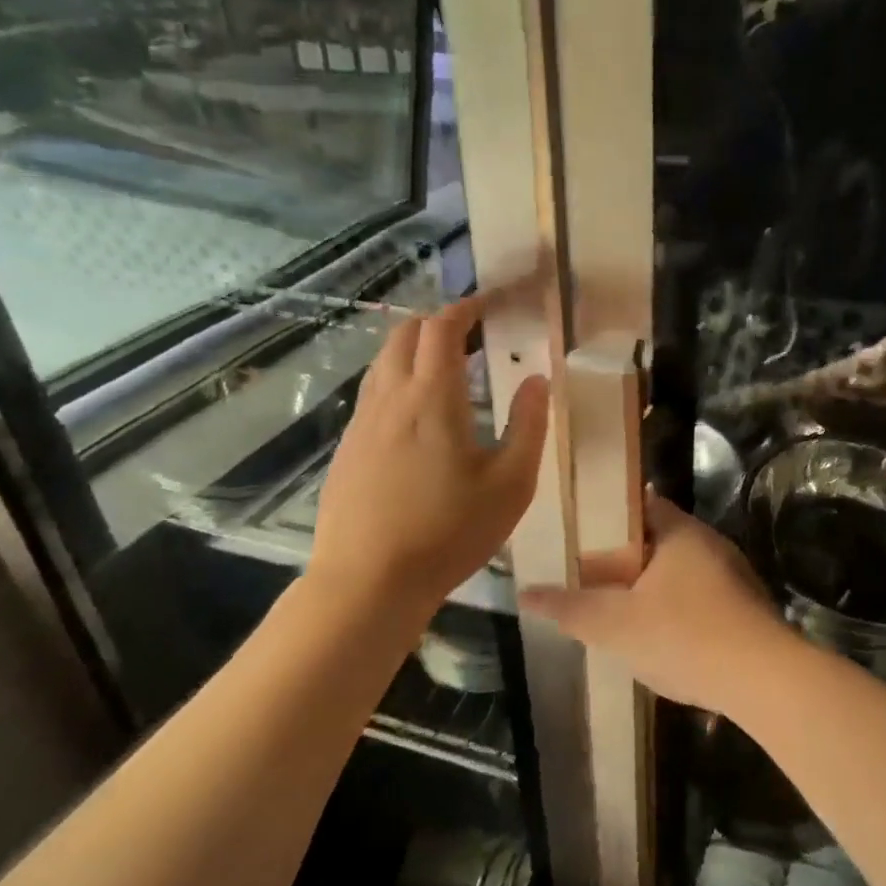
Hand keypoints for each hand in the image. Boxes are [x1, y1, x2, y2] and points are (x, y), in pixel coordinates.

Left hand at [308, 295, 549, 619]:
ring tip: (450, 368)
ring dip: (416, 349)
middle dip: (440, 322)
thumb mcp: (511, 484)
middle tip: (474, 334)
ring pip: (384, 361)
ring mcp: (362, 423)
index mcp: (432, 398)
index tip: (492, 302)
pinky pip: (374, 392)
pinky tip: (419, 414)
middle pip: (405, 334)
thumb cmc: (449, 533)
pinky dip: (399, 379)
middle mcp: (390, 398)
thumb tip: (536, 379)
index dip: (468, 307)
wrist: (366, 583)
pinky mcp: (349, 447)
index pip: (443, 328)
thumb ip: (528, 426)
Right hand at [520, 496, 802, 712]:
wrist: (762, 679)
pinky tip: (661, 636)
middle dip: (627, 555)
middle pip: (660, 538)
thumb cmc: (683, 637)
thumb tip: (524, 592)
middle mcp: (710, 543)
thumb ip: (569, 607)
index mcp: (680, 532)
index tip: (581, 531)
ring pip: (681, 570)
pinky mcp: (745, 607)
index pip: (641, 504)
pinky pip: (700, 596)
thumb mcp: (615, 625)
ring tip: (619, 607)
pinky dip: (676, 607)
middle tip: (591, 575)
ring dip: (652, 585)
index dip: (609, 515)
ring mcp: (733, 575)